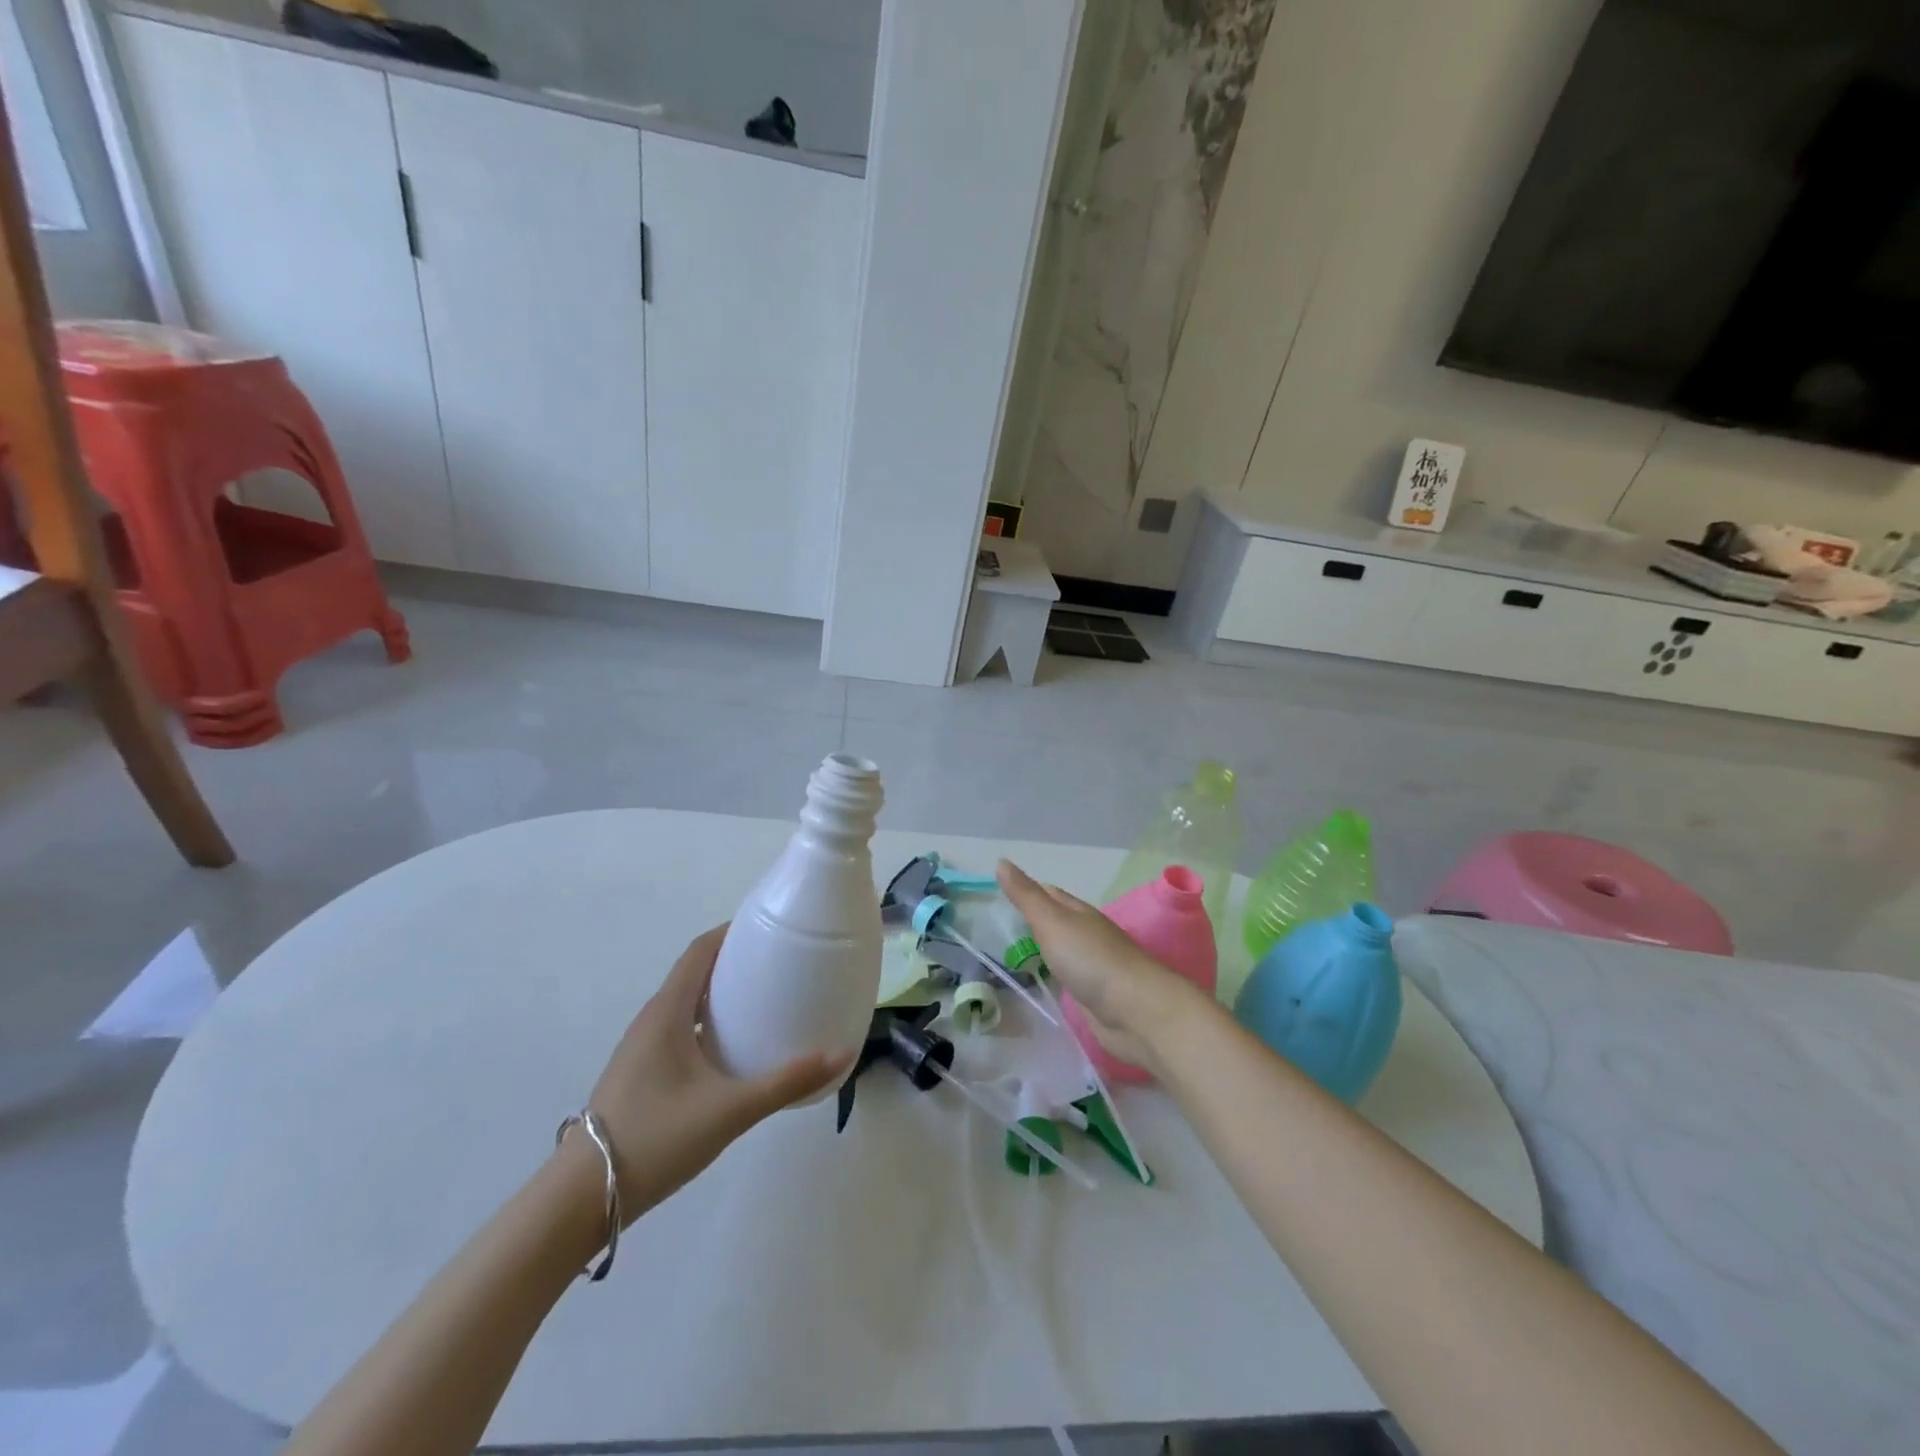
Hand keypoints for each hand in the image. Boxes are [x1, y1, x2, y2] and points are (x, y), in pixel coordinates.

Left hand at [581, 926, 851, 1221]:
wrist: (582, 1199)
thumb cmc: (656, 1139)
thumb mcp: (730, 1110)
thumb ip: (786, 1083)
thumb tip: (840, 1056)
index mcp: (667, 1012)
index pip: (700, 951)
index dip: (732, 931)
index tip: (769, 927)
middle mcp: (651, 1020)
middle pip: (694, 972)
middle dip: (734, 961)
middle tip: (778, 965)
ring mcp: (641, 1048)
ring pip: (686, 1003)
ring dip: (719, 993)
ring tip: (762, 1001)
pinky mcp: (640, 1073)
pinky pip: (679, 1029)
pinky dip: (707, 1022)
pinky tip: (732, 1050)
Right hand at [997, 860, 1205, 1075]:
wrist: (1135, 1011)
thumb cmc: (1091, 959)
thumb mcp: (1052, 921)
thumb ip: (1026, 896)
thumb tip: (1001, 861)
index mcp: (1079, 912)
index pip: (1050, 893)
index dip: (1028, 890)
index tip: (1001, 892)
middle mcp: (1087, 934)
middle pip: (1057, 921)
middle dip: (1033, 919)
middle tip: (1000, 924)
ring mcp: (1093, 965)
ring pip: (1062, 949)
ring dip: (1043, 948)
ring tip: (1012, 952)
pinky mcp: (1095, 994)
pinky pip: (1068, 977)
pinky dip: (1053, 974)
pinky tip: (1041, 980)